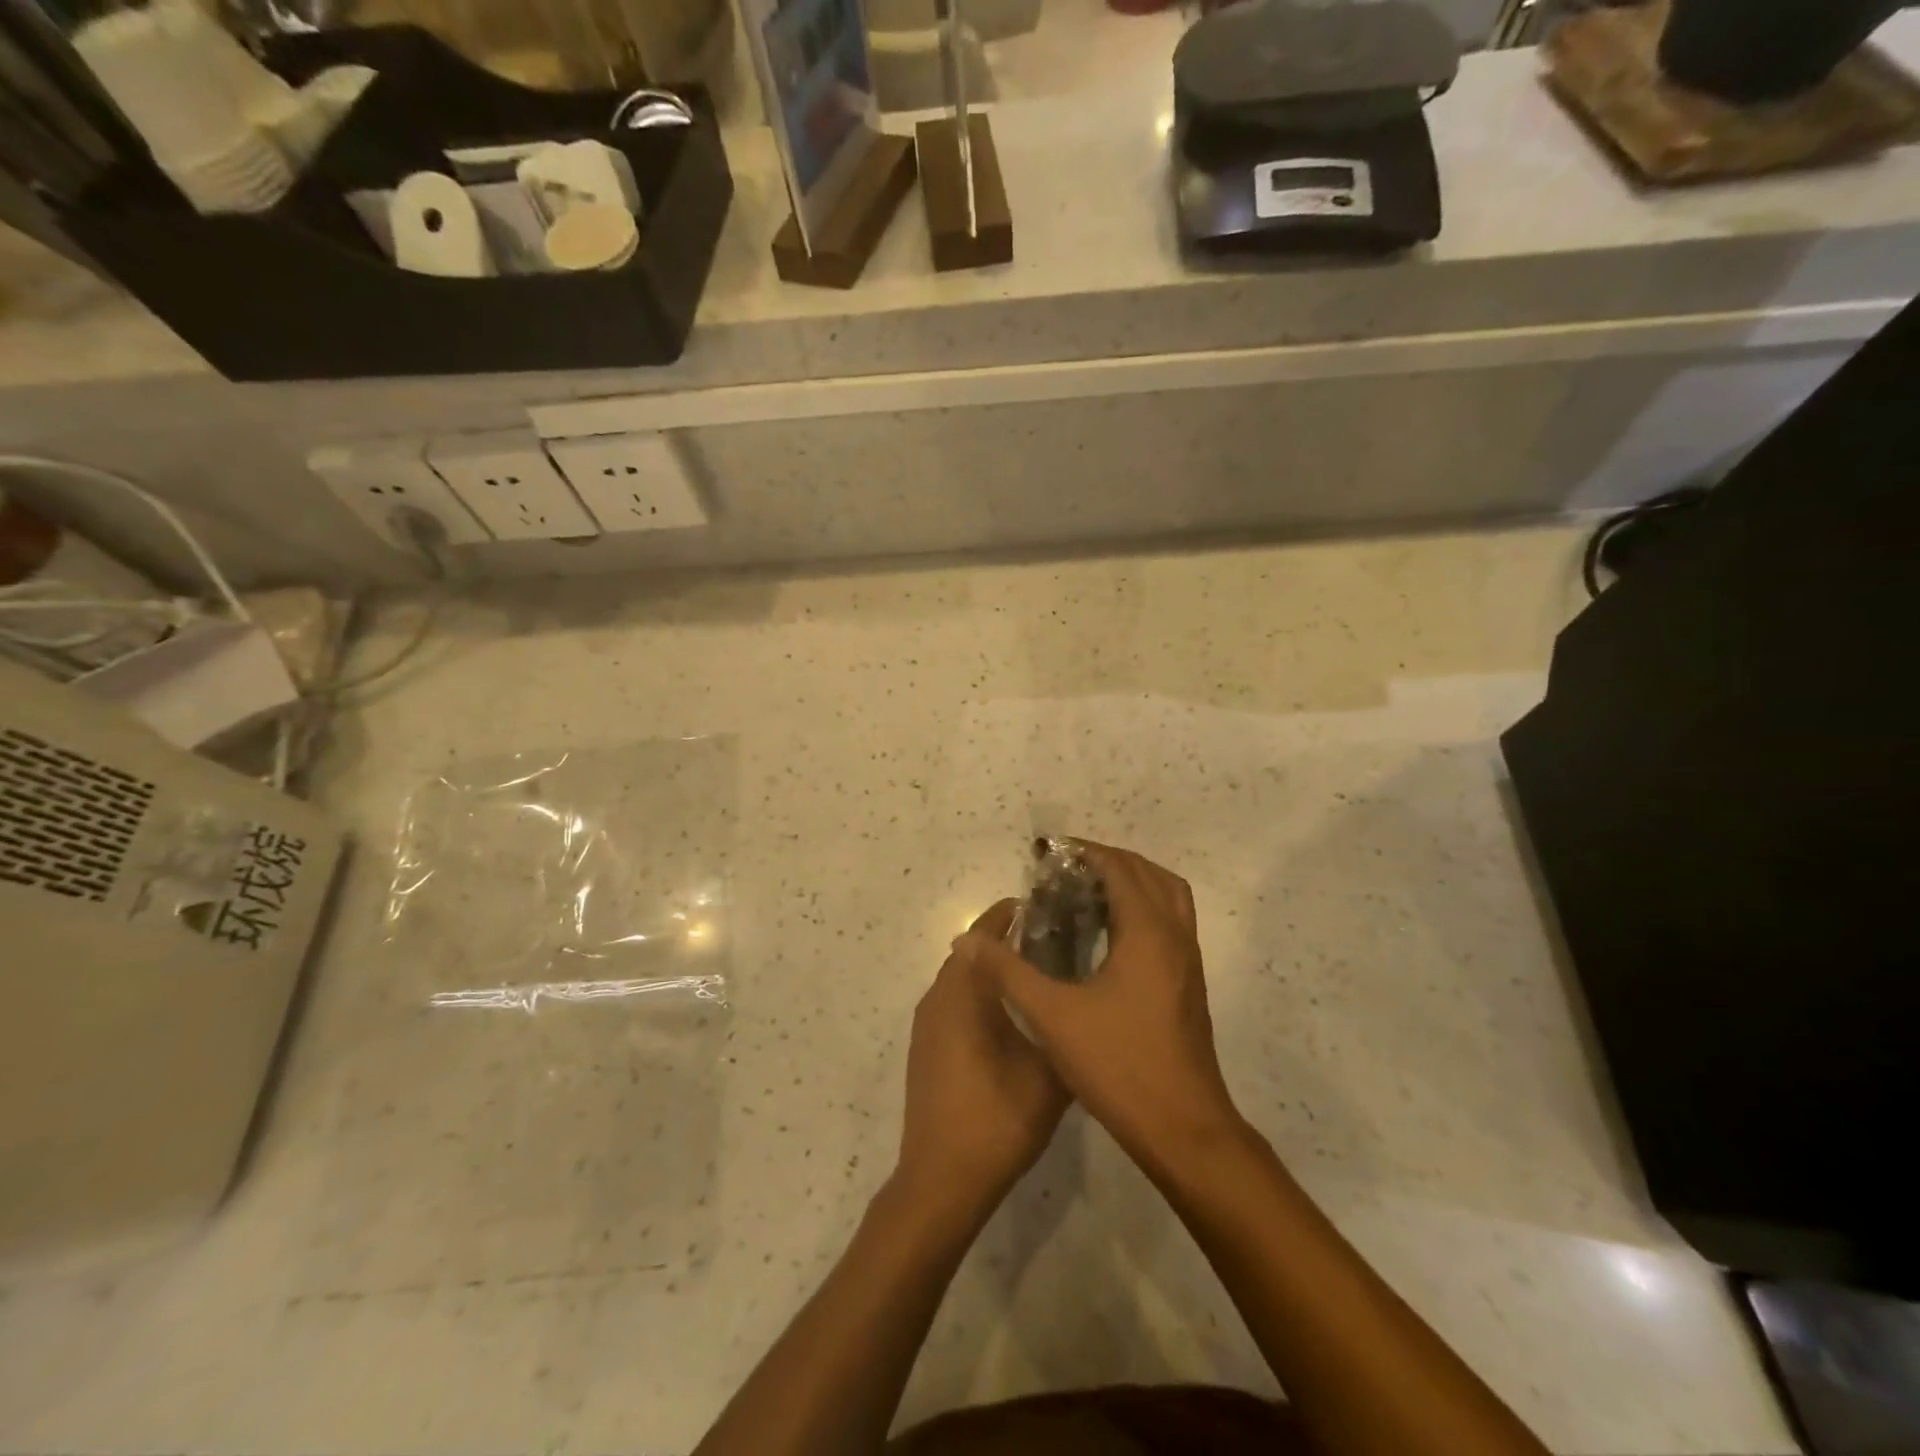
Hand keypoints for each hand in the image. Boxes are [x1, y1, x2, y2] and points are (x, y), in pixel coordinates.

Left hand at [897, 901, 1069, 1211]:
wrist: (942, 1180)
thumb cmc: (997, 1119)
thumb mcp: (1049, 1073)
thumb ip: (1063, 1027)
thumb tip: (1080, 999)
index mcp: (963, 993)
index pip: (981, 935)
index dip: (1006, 915)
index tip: (1039, 904)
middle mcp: (938, 998)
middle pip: (971, 954)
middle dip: (1005, 941)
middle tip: (1050, 938)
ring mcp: (928, 1025)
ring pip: (962, 980)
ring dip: (992, 970)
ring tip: (1036, 972)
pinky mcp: (926, 1049)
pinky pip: (954, 1003)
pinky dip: (980, 995)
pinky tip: (1011, 1016)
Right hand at [963, 843, 1242, 1170]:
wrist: (1184, 1128)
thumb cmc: (1119, 1065)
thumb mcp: (1052, 1016)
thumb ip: (1007, 972)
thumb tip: (966, 941)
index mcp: (1148, 933)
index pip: (1120, 868)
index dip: (1085, 852)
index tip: (1048, 853)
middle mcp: (1175, 937)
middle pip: (1149, 874)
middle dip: (1109, 861)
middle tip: (1065, 870)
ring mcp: (1188, 961)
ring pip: (1168, 896)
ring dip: (1133, 882)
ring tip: (1088, 893)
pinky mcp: (1188, 983)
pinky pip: (1170, 922)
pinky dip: (1144, 908)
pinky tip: (1108, 936)